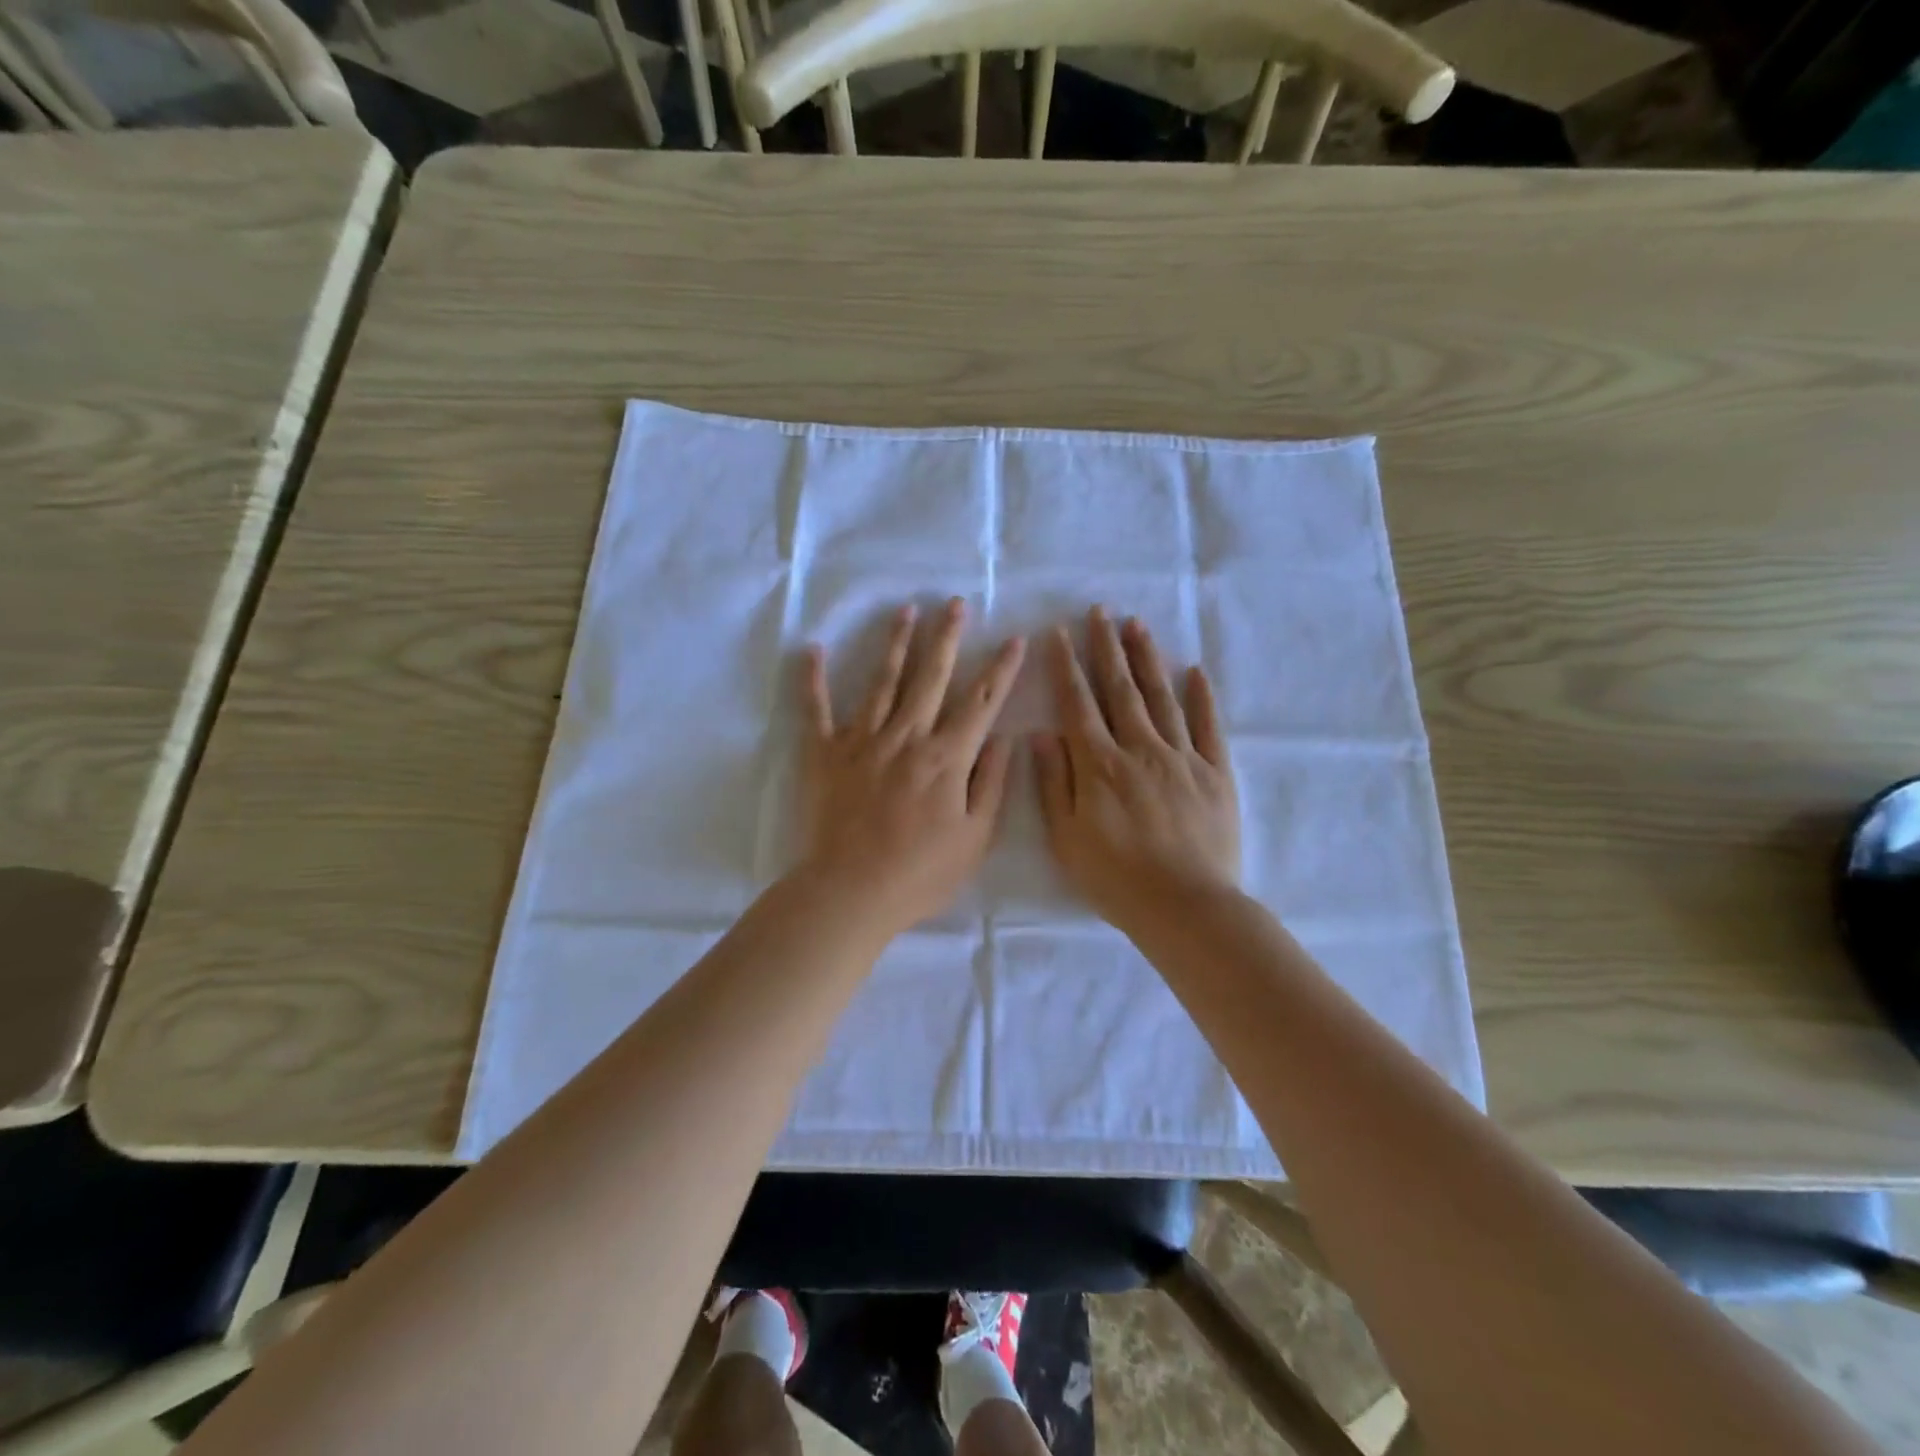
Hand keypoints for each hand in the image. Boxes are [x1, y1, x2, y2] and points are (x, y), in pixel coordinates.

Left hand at [797, 599, 1025, 936]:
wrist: (851, 892)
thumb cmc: (920, 873)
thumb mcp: (974, 838)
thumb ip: (992, 783)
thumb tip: (1005, 738)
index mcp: (946, 757)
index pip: (981, 703)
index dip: (1001, 670)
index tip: (1014, 640)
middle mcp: (906, 737)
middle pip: (931, 677)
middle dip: (947, 637)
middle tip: (954, 603)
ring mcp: (862, 741)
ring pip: (882, 682)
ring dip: (896, 644)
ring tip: (906, 611)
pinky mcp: (825, 754)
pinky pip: (817, 710)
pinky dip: (813, 680)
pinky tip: (812, 650)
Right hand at [1033, 606, 1240, 931]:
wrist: (1186, 906)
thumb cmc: (1116, 878)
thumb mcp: (1066, 838)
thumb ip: (1054, 783)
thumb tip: (1041, 734)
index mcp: (1099, 764)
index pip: (1078, 704)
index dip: (1067, 667)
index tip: (1060, 634)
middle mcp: (1140, 748)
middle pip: (1120, 689)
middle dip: (1106, 647)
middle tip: (1099, 611)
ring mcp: (1182, 757)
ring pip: (1161, 697)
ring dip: (1147, 659)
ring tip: (1137, 625)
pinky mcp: (1216, 773)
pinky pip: (1207, 726)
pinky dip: (1201, 697)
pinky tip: (1194, 671)